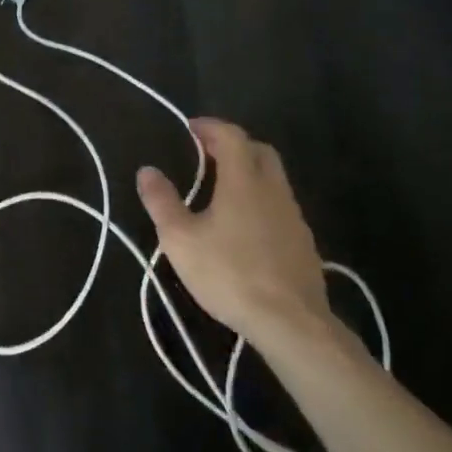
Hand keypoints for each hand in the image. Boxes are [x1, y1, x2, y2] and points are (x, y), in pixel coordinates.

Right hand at [136, 118, 333, 341]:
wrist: (292, 324)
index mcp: (243, 179)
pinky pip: (281, 208)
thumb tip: (147, 171)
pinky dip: (262, 203)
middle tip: (209, 155)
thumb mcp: (181, 240)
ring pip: (274, 180)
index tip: (191, 129)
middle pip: (260, 151)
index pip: (231, 135)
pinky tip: (247, 229)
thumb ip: (162, 202)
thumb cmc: (230, 274)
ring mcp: (294, 217)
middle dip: (235, 145)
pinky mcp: (304, 244)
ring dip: (251, 175)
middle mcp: (273, 189)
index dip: (210, 127)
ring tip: (223, 192)